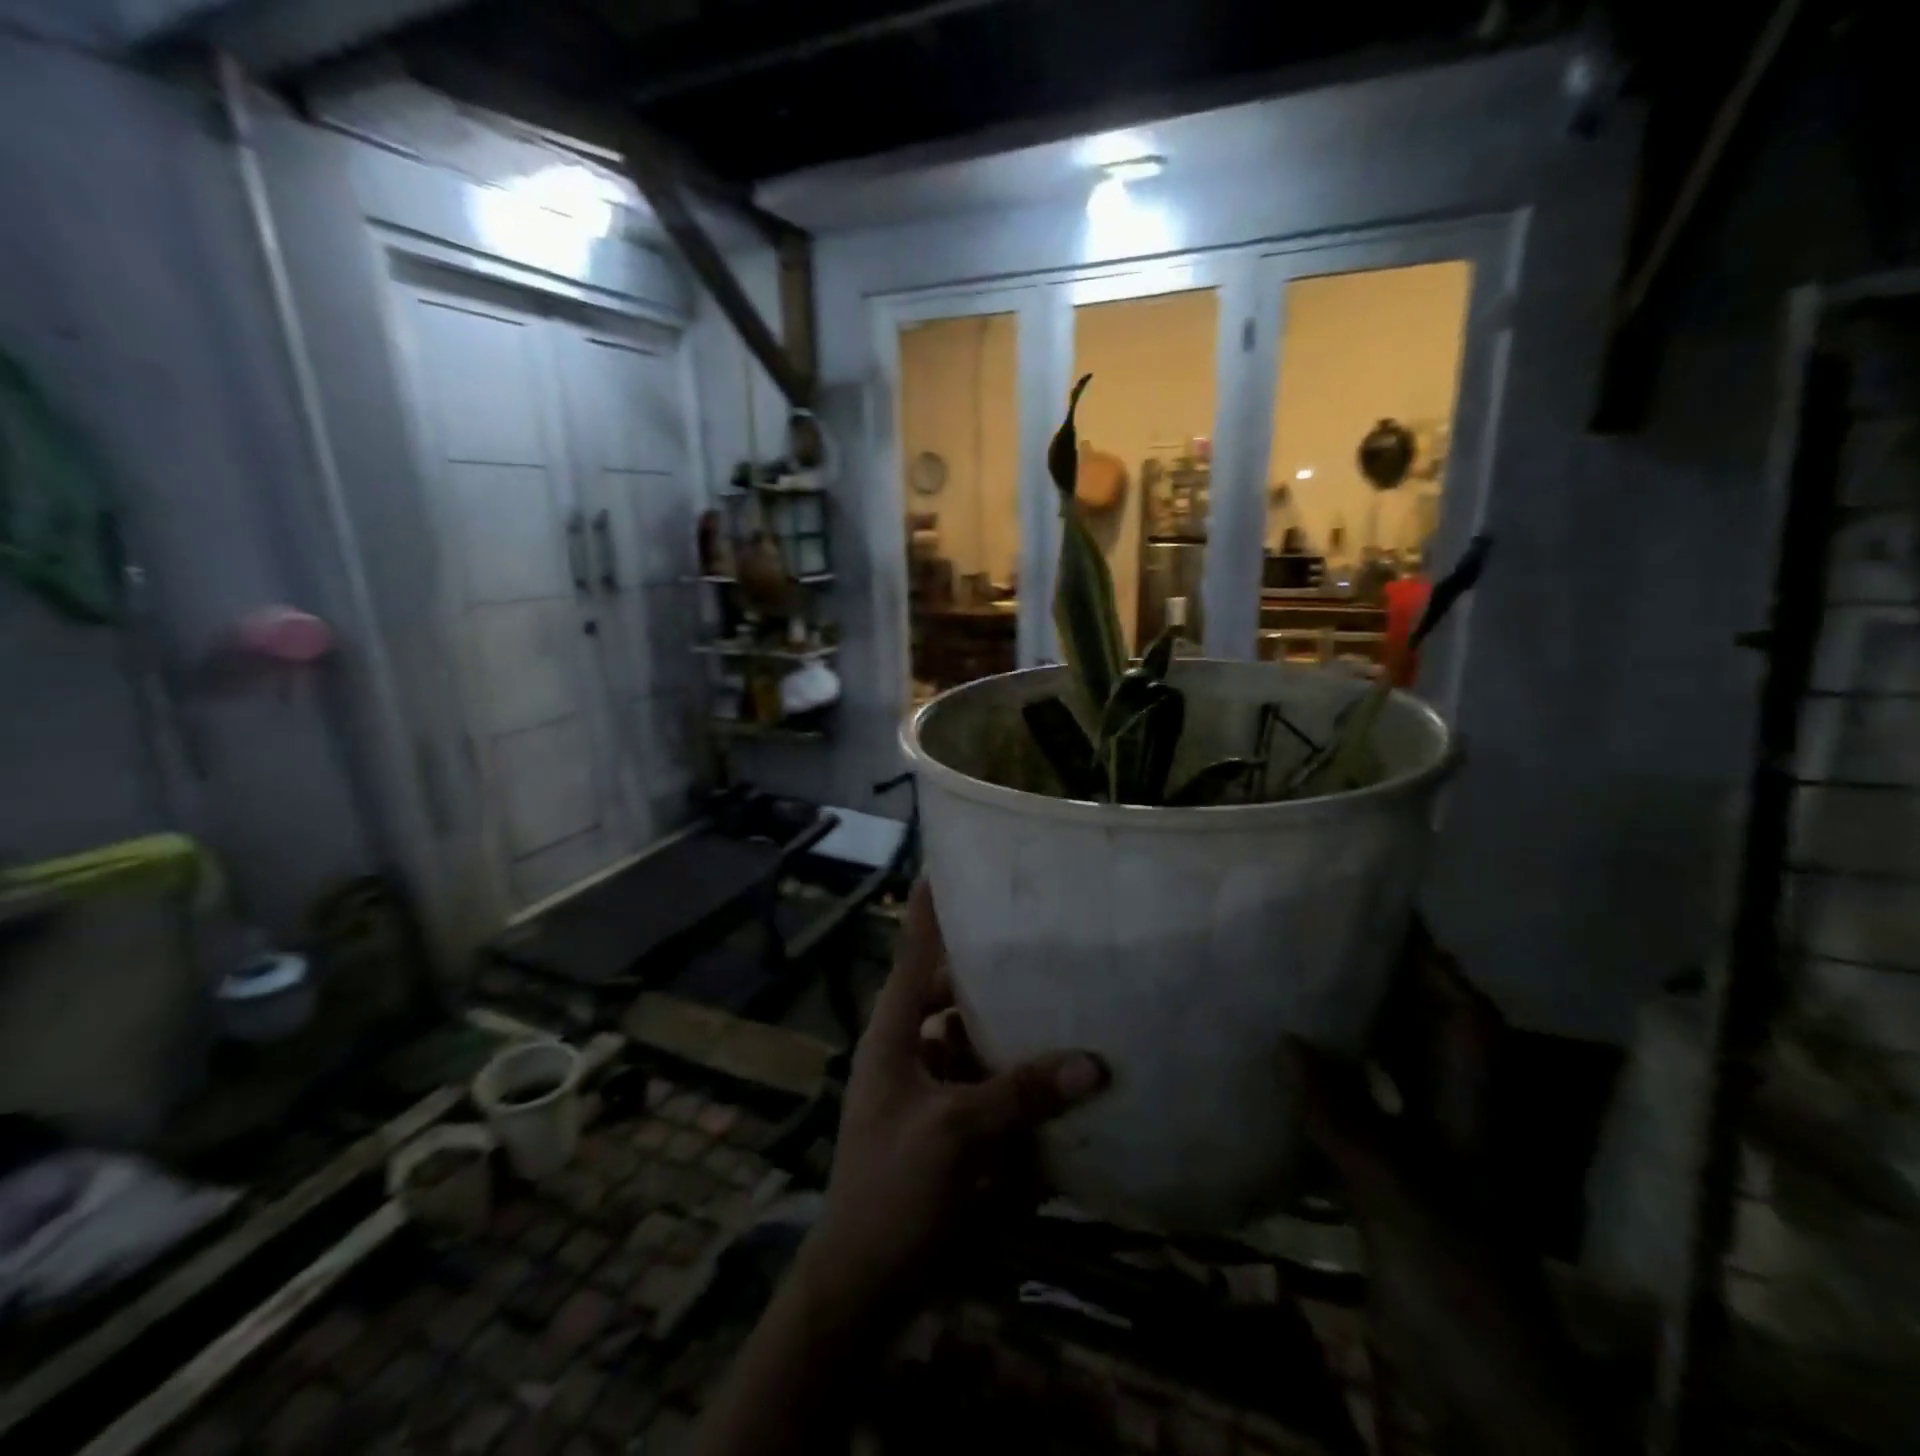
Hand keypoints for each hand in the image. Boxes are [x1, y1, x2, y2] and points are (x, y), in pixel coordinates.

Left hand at [797, 881, 1107, 1322]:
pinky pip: (986, 1086)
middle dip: (992, 971)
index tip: (949, 863)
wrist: (861, 1287)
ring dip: (1009, 1027)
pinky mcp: (949, 1127)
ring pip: (974, 1038)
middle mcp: (910, 1050)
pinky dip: (1014, 1081)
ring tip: (1061, 1000)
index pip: (914, 951)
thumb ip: (1022, 1094)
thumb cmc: (892, 1192)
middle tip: (1041, 941)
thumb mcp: (957, 1135)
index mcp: (895, 1034)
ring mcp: (929, 1090)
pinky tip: (1058, 1079)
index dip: (929, 907)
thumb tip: (1095, 1061)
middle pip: (953, 992)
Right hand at [1285, 927, 1610, 1455]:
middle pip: (1421, 1032)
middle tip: (1319, 934)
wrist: (1485, 1392)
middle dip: (1382, 980)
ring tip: (1291, 984)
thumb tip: (1286, 1040)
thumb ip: (1346, 1121)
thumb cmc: (1460, 1286)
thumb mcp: (1402, 1199)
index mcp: (1468, 1111)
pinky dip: (1323, 1086)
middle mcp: (1447, 1119)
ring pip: (1386, 1070)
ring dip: (1349, 1029)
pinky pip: (1353, 1113)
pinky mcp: (1388, 1183)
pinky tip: (1278, 1070)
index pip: (1461, 1015)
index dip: (1431, 960)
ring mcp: (1419, 1153)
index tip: (1384, 910)